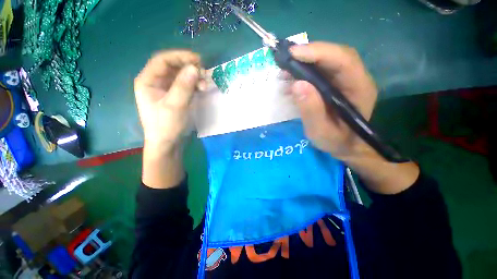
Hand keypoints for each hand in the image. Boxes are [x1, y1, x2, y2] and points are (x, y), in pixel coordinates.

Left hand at [134, 50, 202, 152]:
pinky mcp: (177, 96)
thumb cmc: (166, 126)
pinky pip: (187, 85)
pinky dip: (196, 85)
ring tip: (205, 85)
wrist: (169, 143)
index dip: (179, 57)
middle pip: (174, 67)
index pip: (162, 60)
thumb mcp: (174, 106)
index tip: (197, 60)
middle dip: (189, 68)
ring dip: (195, 78)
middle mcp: (157, 82)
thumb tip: (194, 68)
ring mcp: (168, 89)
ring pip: (182, 76)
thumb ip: (183, 86)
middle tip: (204, 73)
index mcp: (148, 81)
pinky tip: (203, 89)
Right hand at [288, 42, 376, 160]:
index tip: (293, 54)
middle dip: (309, 54)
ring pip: (326, 61)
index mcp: (359, 89)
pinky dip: (303, 72)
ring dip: (304, 62)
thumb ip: (311, 110)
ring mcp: (345, 80)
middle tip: (285, 61)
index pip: (343, 60)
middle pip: (334, 55)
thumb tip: (297, 84)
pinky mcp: (335, 84)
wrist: (345, 146)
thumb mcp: (321, 132)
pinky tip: (291, 79)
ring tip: (285, 72)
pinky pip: (319, 71)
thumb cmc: (336, 141)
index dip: (318, 52)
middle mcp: (355, 79)